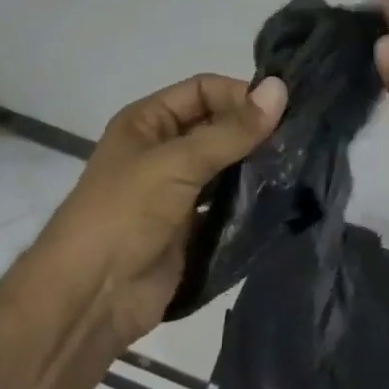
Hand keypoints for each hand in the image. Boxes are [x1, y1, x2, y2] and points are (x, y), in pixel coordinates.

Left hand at [39, 73, 285, 351]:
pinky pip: (226, 205)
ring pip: (224, 166)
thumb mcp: (177, 163)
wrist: (90, 299)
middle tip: (298, 138)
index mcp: (148, 121)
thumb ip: (231, 131)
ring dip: (254, 166)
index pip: (203, 90)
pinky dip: (249, 202)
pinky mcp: (189, 229)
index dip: (239, 94)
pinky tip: (280, 199)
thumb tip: (280, 89)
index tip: (282, 110)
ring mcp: (176, 191)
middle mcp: (162, 149)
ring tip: (296, 166)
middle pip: (216, 127)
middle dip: (252, 131)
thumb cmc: (125, 214)